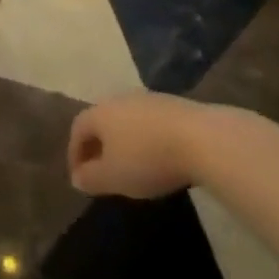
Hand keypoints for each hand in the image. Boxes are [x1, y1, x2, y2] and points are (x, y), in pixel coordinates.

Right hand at [67, 96, 214, 199]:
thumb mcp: (113, 177)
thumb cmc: (147, 158)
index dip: (75, 153)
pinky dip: (148, 139)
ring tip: (133, 165)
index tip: (80, 176)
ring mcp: (149, 99)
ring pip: (128, 121)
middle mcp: (120, 99)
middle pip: (102, 121)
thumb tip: (77, 178)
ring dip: (125, 141)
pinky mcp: (176, 105)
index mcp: (99, 113)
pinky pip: (152, 123)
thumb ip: (90, 178)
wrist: (203, 139)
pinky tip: (160, 156)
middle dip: (99, 145)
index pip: (77, 129)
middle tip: (103, 169)